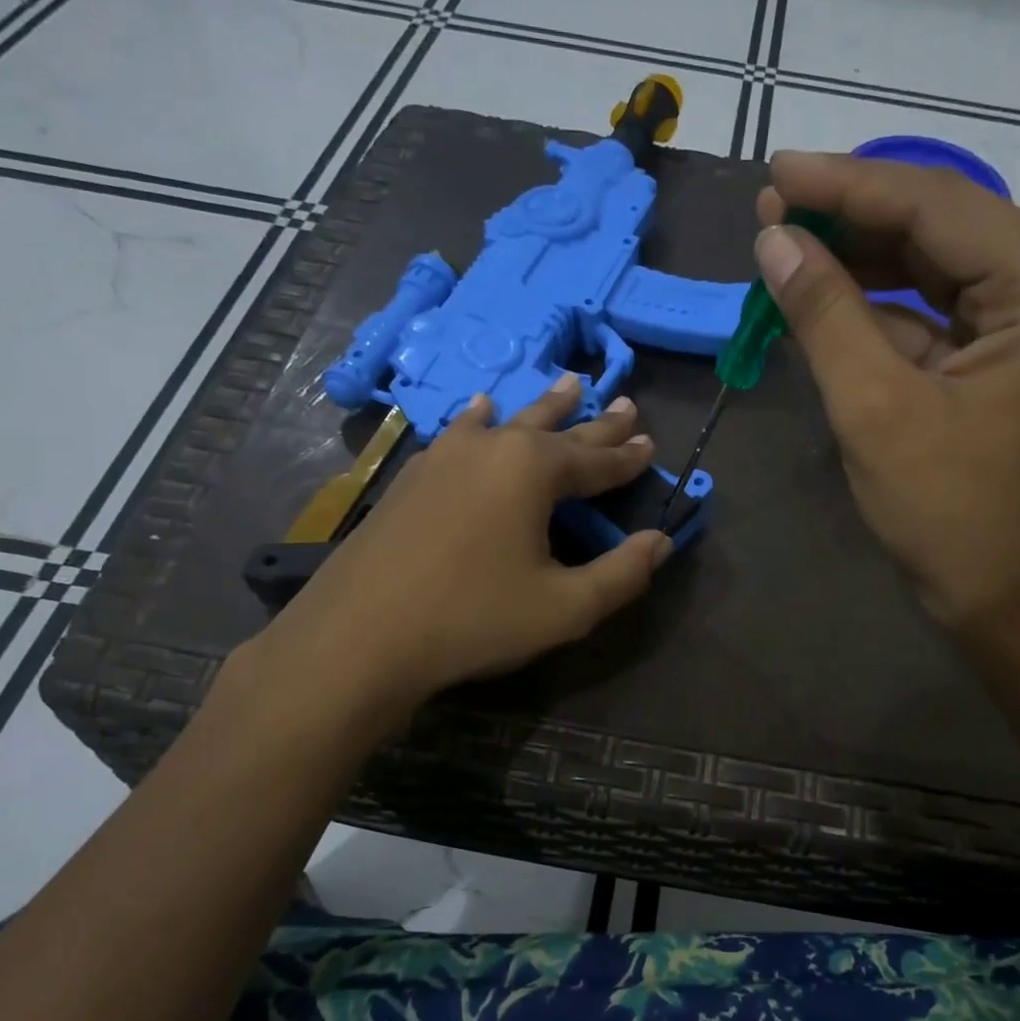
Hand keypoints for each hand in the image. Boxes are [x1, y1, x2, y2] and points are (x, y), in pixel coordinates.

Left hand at [247, 376, 670, 713]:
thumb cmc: (473, 619)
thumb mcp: (565, 608)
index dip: (627, 457)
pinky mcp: (411, 477)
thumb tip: (660, 543)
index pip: (595, 460)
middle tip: (624, 402)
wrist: (359, 637)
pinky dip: (479, 420)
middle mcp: (490, 448)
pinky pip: (459, 434)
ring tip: (565, 384)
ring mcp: (443, 457)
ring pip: (506, 422)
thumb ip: (621, 574)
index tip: (651, 443)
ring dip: (541, 407)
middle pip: (555, 429)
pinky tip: (478, 413)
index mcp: (532, 470)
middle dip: (594, 421)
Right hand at [756, 151, 1019, 639]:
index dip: (848, 186)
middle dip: (854, 219)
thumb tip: (774, 242)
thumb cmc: (948, 515)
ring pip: (934, 269)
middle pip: (941, 228)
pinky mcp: (1005, 360)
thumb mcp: (876, 410)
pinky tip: (824, 299)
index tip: (774, 172)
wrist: (1003, 601)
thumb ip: (826, 316)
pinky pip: (934, 315)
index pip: (937, 206)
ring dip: (861, 262)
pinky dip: (879, 310)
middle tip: (772, 209)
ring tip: (785, 246)